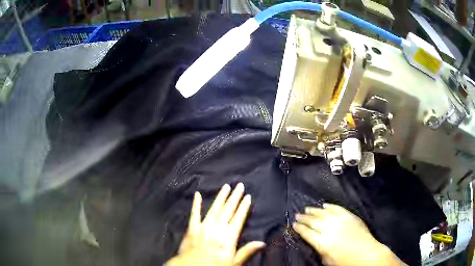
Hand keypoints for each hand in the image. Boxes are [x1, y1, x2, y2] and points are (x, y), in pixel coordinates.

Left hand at [166, 183, 264, 265]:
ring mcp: (203, 227)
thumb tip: (262, 243)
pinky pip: (194, 214)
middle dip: (234, 198)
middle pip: (228, 211)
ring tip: (226, 187)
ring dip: (220, 197)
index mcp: (228, 237)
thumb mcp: (234, 263)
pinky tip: (197, 195)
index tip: (248, 196)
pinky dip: (196, 204)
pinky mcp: (191, 228)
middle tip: (239, 185)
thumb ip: (247, 251)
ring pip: (214, 209)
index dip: (243, 207)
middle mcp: (217, 229)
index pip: (238, 219)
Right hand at [293, 203, 405, 265]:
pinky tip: (324, 205)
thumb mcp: (327, 260)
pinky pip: (338, 208)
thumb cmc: (345, 261)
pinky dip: (330, 206)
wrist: (366, 253)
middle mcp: (330, 229)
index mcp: (323, 242)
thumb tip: (315, 241)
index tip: (293, 224)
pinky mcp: (350, 216)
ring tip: (307, 208)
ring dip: (314, 210)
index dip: (299, 228)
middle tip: (297, 214)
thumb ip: (319, 249)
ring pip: (324, 213)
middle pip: (313, 221)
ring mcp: (341, 220)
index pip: (307, 233)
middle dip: (304, 218)